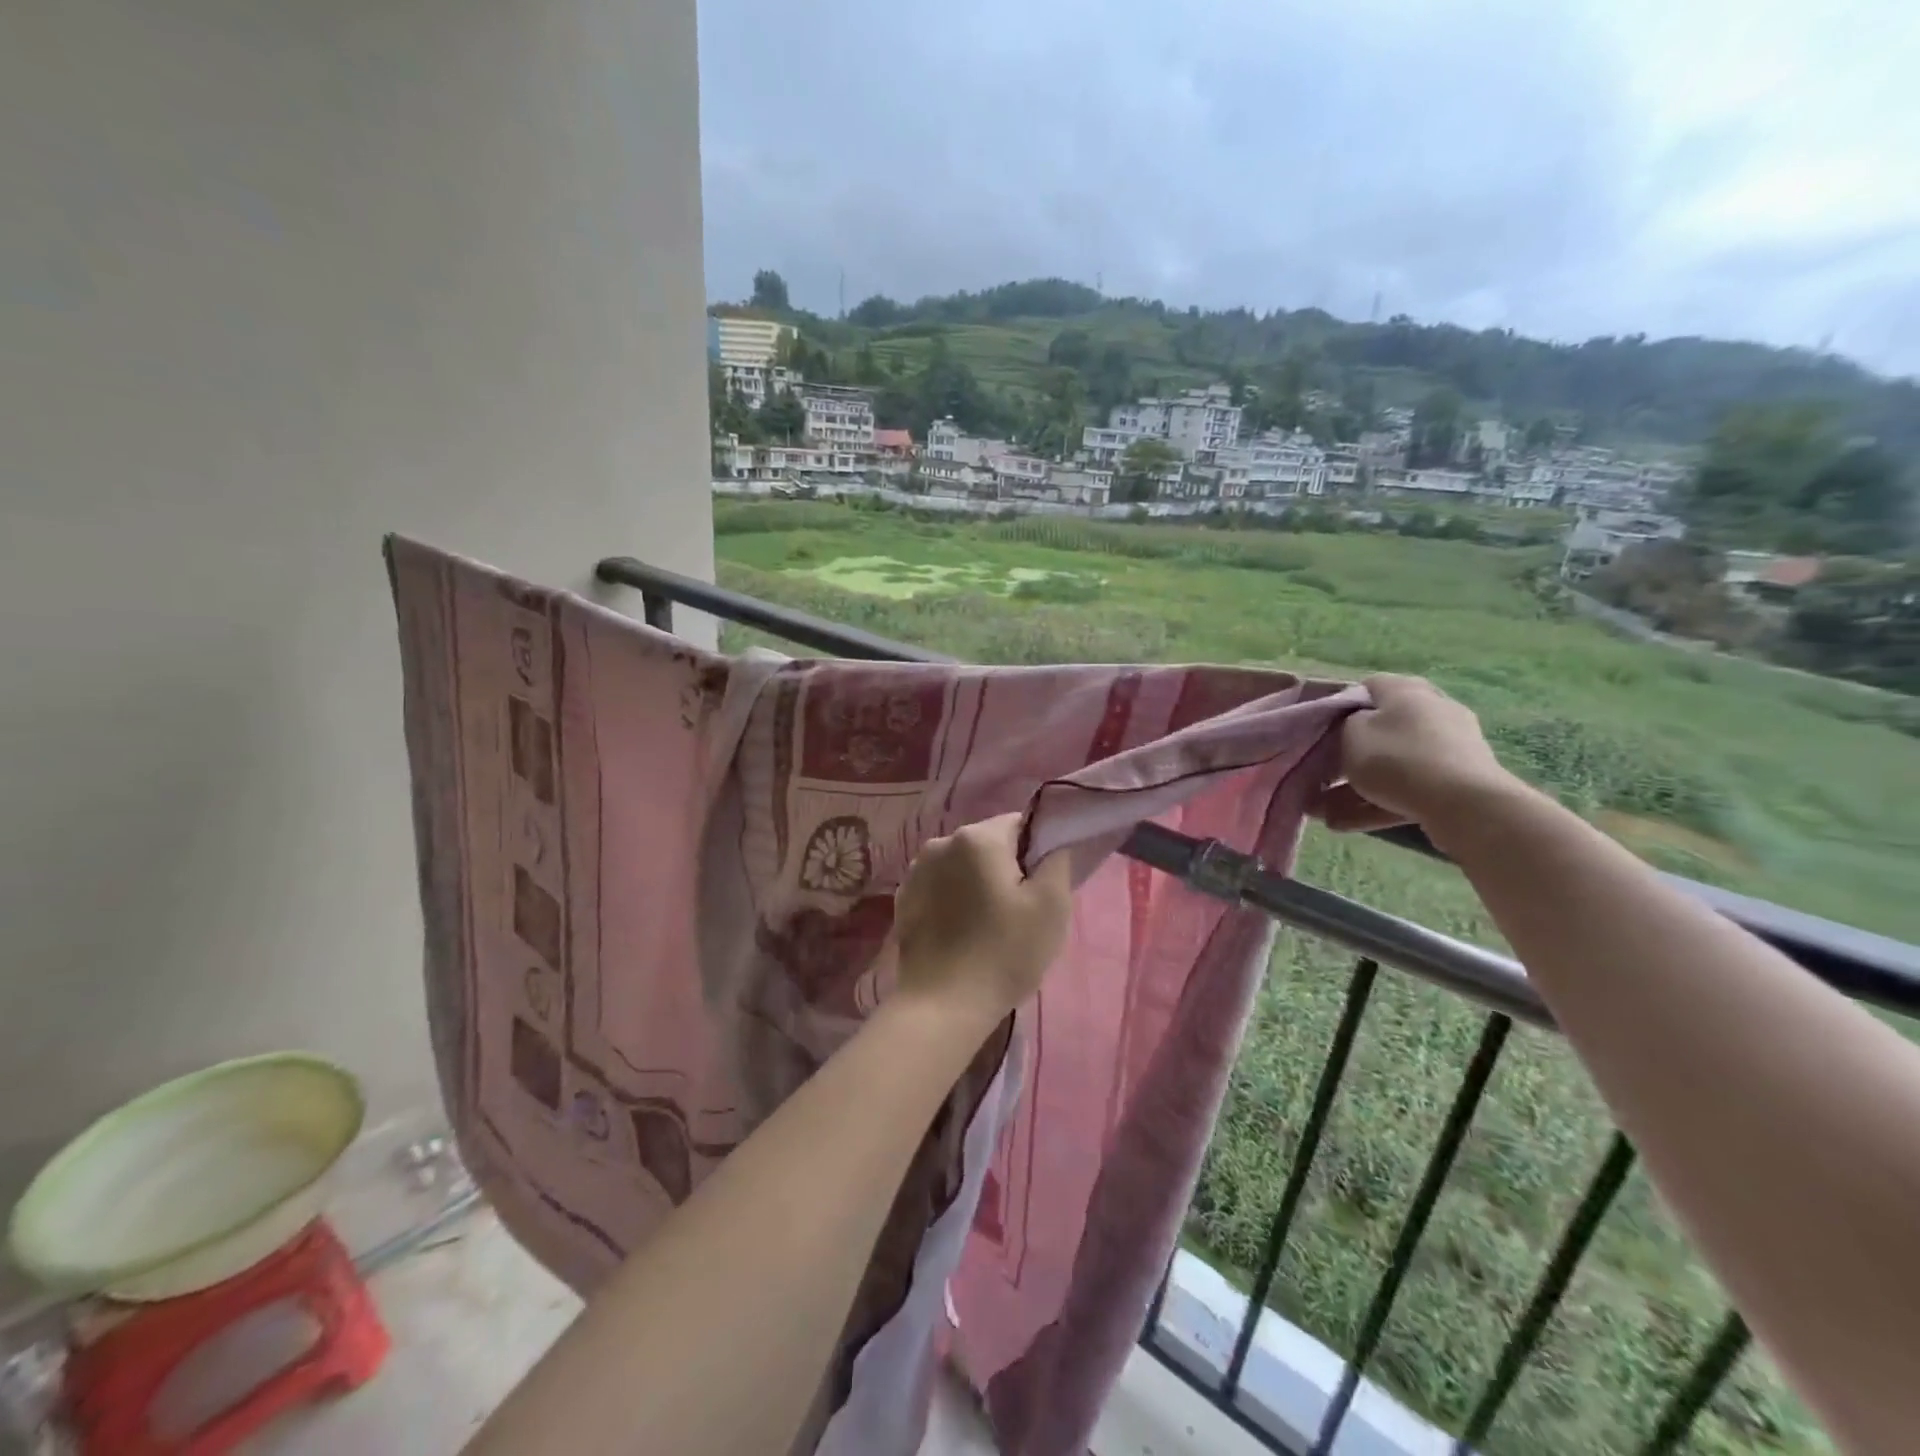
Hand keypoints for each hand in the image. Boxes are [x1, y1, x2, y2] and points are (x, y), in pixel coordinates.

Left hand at [893, 814, 1073, 1022]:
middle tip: (1020, 911)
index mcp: (977, 837)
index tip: (1041, 886)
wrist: (943, 1005)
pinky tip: (962, 933)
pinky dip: (954, 900)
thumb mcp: (1051, 906)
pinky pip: (940, 887)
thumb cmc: (1004, 952)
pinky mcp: (902, 900)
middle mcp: (940, 843)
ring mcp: (915, 871)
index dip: (1036, 851)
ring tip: (989, 925)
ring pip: (962, 866)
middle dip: (1006, 867)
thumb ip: (1057, 861)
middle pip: (988, 844)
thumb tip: (1050, 846)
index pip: (1019, 824)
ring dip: (977, 884)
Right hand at [1313, 674, 1519, 835]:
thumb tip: (1352, 727)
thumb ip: (1344, 725)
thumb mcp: (1351, 735)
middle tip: (1322, 774)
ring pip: (1392, 763)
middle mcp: (1432, 710)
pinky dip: (1378, 802)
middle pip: (1381, 728)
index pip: (1367, 687)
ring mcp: (1450, 746)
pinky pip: (1408, 787)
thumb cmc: (1397, 760)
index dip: (1339, 707)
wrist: (1464, 805)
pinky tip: (1344, 824)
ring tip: (1323, 810)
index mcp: (1406, 690)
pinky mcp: (1457, 780)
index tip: (1320, 731)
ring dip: (1357, 785)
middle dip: (1349, 753)